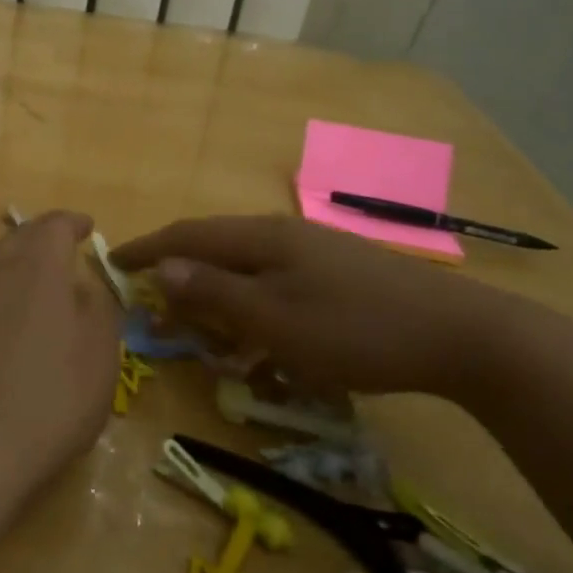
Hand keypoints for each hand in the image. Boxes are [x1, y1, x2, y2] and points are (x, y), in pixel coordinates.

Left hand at [0, 211, 119, 494]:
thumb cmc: (46, 403)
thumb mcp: (99, 358)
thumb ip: (97, 310)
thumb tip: (80, 286)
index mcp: (36, 267)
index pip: (56, 226)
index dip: (73, 224)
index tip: (86, 228)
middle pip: (16, 240)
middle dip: (39, 243)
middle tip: (56, 258)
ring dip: (5, 268)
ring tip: (19, 287)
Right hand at [113, 215, 548, 403]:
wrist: (460, 335)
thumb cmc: (355, 329)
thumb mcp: (274, 320)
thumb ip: (215, 292)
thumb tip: (162, 268)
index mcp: (262, 239)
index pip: (188, 235)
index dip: (147, 248)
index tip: (113, 262)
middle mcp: (282, 235)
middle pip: (214, 248)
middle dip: (179, 276)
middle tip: (156, 310)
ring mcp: (313, 252)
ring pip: (246, 268)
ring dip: (217, 295)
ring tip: (203, 330)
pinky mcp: (337, 273)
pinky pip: (275, 284)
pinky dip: (253, 306)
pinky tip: (262, 337)